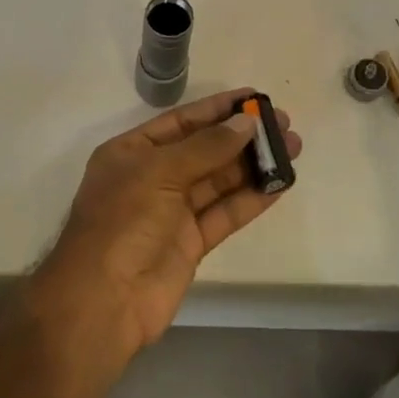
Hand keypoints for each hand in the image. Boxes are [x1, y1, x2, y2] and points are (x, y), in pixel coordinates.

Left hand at [28, 89, 301, 361]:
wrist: (105, 299)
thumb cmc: (123, 221)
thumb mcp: (160, 172)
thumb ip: (207, 147)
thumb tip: (247, 122)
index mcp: (131, 153)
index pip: (181, 122)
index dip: (217, 109)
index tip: (254, 97)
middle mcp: (151, 178)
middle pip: (204, 150)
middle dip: (242, 136)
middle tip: (284, 122)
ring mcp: (172, 212)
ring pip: (219, 181)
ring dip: (254, 165)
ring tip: (293, 147)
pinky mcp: (191, 243)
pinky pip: (225, 213)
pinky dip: (252, 199)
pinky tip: (280, 184)